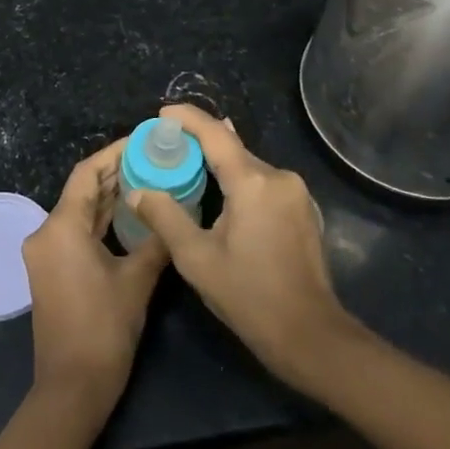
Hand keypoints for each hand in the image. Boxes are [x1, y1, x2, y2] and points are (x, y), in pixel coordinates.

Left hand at [22, 138, 169, 416]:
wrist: (72, 388)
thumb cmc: (104, 329)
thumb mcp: (136, 281)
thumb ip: (155, 241)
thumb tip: (175, 213)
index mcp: (61, 227)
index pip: (86, 173)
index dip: (114, 153)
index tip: (142, 141)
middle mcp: (46, 233)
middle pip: (82, 191)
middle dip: (115, 173)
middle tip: (152, 159)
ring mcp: (45, 254)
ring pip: (79, 212)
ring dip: (109, 197)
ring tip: (147, 180)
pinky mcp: (51, 271)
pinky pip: (75, 232)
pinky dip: (100, 221)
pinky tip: (129, 216)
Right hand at [127, 105, 358, 391]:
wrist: (310, 335)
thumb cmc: (249, 297)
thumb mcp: (197, 259)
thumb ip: (165, 217)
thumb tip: (139, 191)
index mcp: (253, 182)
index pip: (215, 134)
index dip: (187, 118)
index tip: (162, 113)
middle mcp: (279, 177)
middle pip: (233, 149)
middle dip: (200, 144)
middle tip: (166, 148)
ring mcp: (296, 193)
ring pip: (249, 166)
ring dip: (220, 165)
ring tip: (188, 169)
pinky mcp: (303, 210)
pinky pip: (263, 182)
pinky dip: (239, 181)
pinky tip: (222, 196)